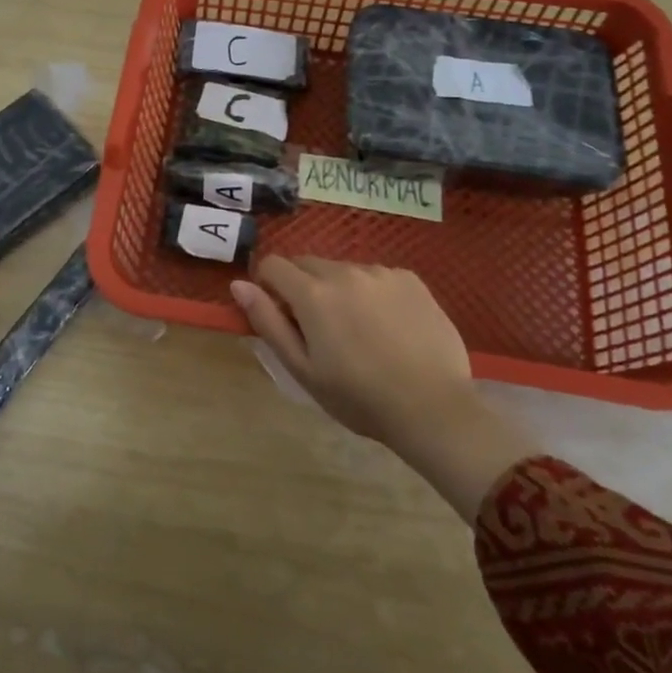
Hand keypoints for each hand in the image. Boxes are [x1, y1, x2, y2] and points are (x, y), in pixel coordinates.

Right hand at [231, 257, 538, 522]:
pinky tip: (387, 326)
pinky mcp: (411, 280)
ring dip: (338, 289)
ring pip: (343, 270)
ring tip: (357, 330)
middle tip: (318, 329)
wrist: (433, 408)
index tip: (280, 314)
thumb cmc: (358, 397)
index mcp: (313, 293)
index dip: (268, 285)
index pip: (273, 264)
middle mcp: (345, 271)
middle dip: (303, 287)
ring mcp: (381, 272)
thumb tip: (239, 284)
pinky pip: (376, 276)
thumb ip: (268, 322)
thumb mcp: (302, 368)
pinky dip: (371, 292)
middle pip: (308, 264)